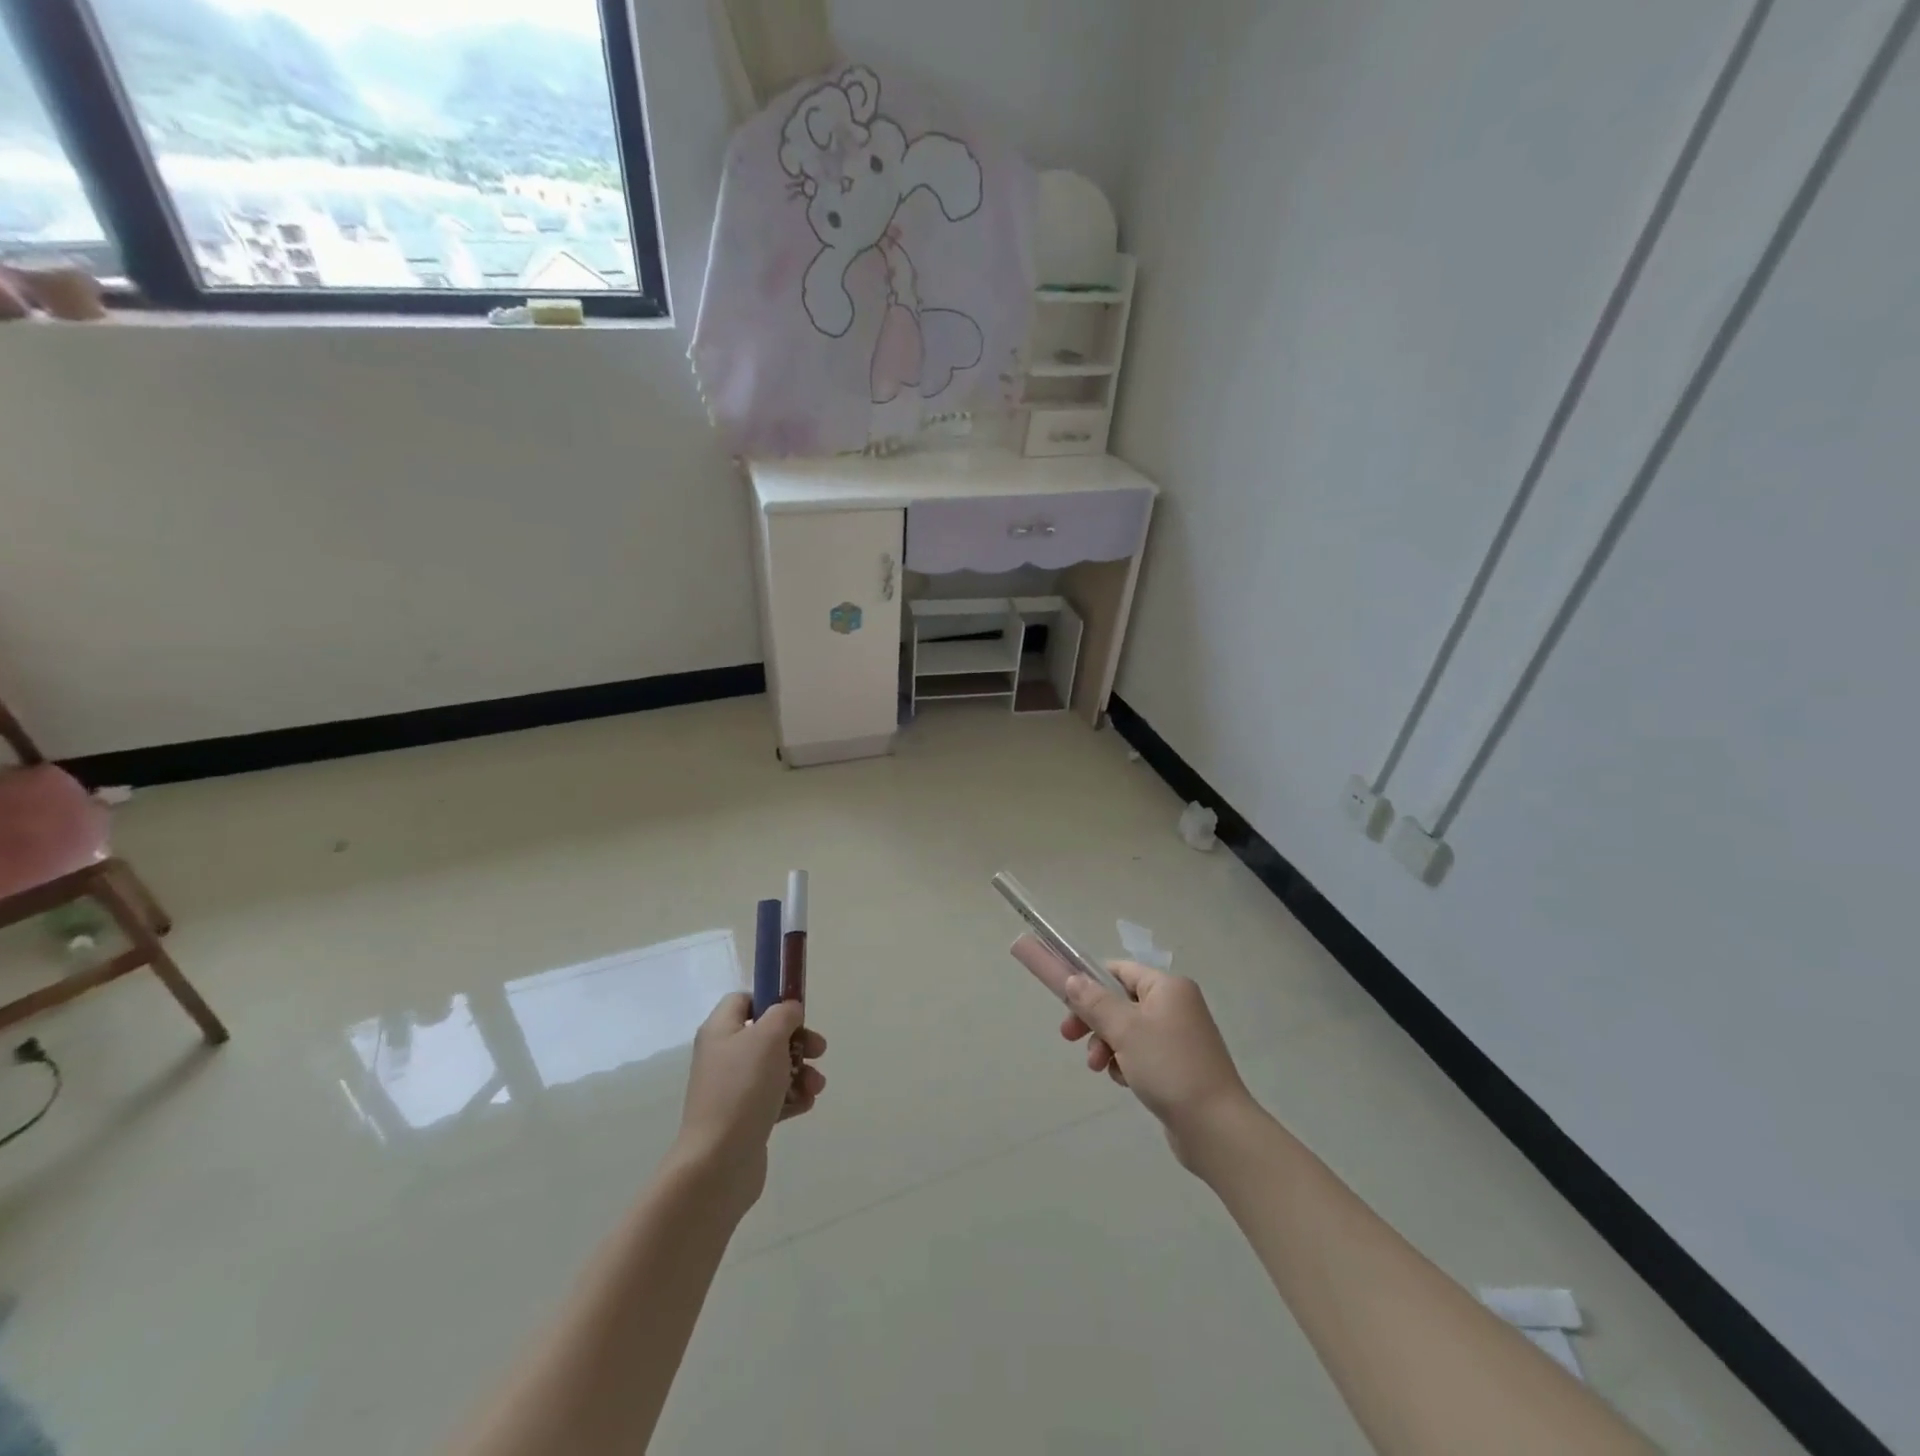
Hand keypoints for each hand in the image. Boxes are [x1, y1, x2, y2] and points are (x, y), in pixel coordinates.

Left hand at [673, 995, 826, 1218]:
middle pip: (765, 1035)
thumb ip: (784, 1014)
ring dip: (801, 1072)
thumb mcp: (768, 1037)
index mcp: (720, 1030)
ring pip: (773, 1068)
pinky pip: (772, 1098)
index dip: (771, 1001)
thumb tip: (789, 1012)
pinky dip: (792, 1098)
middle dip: (797, 1041)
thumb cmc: (743, 1089)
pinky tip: (806, 1105)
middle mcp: (722, 1056)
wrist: (718, 1162)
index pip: (744, 1000)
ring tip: (816, 1086)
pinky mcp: (742, 1119)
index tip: (796, 1013)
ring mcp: (731, 1089)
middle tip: (819, 1050)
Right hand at [1060, 963, 1254, 1171]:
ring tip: (1099, 1068)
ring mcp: (1179, 1037)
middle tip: (1069, 1038)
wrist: (1215, 1127)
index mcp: (1168, 987)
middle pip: (1121, 1002)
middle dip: (1094, 1021)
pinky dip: (1127, 1063)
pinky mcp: (1179, 1065)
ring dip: (1107, 1045)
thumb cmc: (1168, 1066)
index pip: (1120, 970)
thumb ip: (1094, 1002)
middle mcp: (1176, 1005)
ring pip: (1128, 1030)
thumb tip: (1072, 979)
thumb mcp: (1125, 1029)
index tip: (1067, 1004)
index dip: (1091, 982)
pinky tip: (1125, 1081)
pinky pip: (1142, 1053)